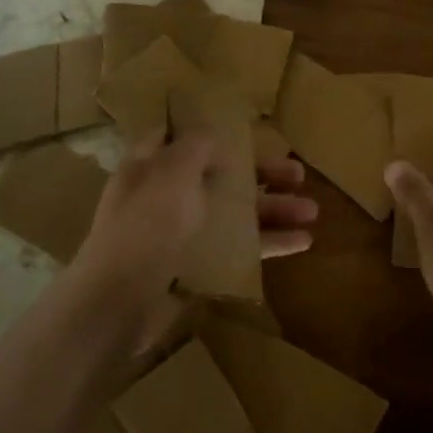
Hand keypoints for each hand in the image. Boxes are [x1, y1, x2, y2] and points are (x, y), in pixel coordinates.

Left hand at [65, 135, 319, 355]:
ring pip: (234, 214)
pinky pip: (236, 249)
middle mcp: (165, 197)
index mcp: (150, 166)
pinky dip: (267, 244)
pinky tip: (302, 242)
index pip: (180, 138)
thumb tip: (212, 136)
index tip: (249, 131)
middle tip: (298, 174)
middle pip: (220, 176)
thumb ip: (195, 148)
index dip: (212, 132)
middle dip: (260, 175)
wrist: (120, 301)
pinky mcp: (195, 268)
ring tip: (312, 211)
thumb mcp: (171, 172)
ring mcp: (181, 234)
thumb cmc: (146, 225)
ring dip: (272, 209)